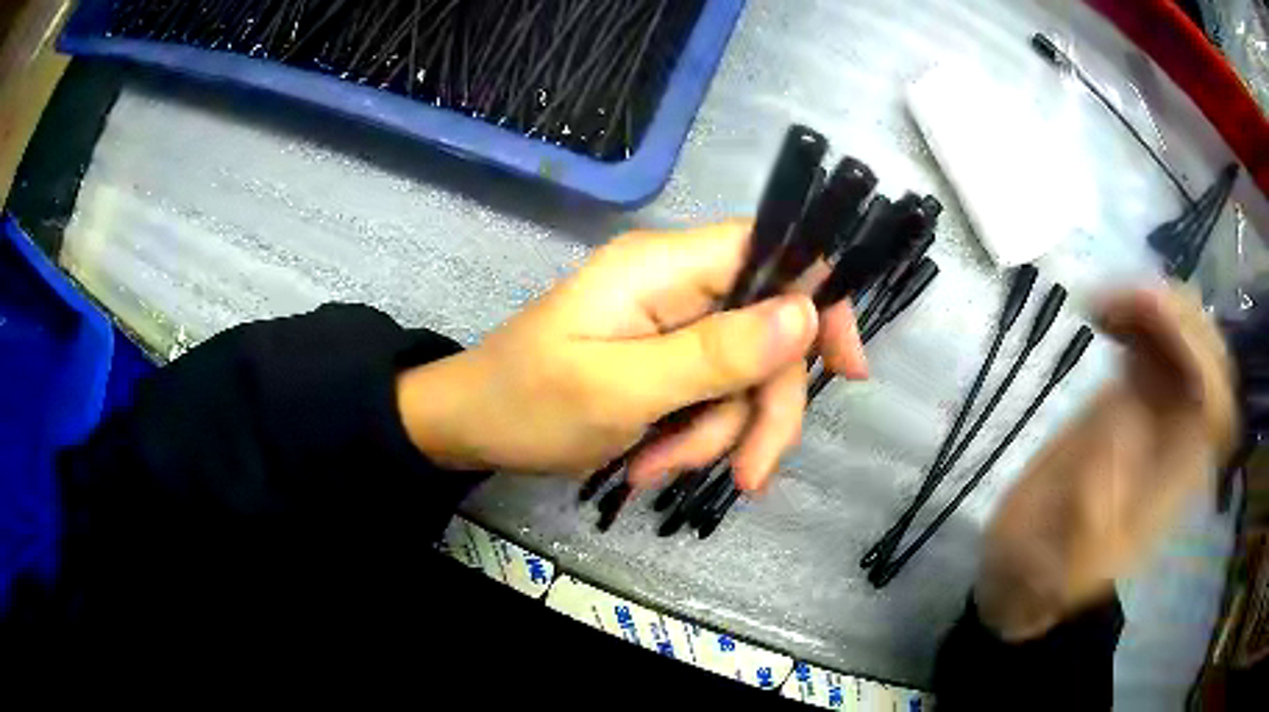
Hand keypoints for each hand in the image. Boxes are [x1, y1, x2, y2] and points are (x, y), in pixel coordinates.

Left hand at [396, 223, 866, 490]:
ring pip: (741, 378)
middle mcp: (678, 285)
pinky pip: (710, 397)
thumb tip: (806, 313)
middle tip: (748, 476)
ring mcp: (672, 325)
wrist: (470, 427)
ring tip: (657, 470)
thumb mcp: (621, 389)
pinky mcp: (665, 361)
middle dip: (759, 409)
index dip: (820, 299)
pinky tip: (650, 465)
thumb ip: (715, 353)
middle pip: (767, 334)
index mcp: (665, 267)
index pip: (772, 250)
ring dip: (716, 435)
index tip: (846, 369)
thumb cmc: (528, 403)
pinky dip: (693, 438)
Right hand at [976, 285, 1235, 640]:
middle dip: (1178, 316)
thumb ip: (1095, 500)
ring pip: (1187, 339)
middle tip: (1125, 299)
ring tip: (1104, 304)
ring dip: (1156, 306)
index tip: (1150, 325)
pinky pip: (1157, 341)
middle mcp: (1179, 439)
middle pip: (1210, 359)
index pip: (1216, 404)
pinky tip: (1102, 315)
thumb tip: (1126, 416)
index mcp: (1173, 482)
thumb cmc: (1045, 571)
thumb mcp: (1060, 557)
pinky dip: (1137, 313)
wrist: (1030, 564)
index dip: (1197, 353)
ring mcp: (1161, 411)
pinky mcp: (1138, 395)